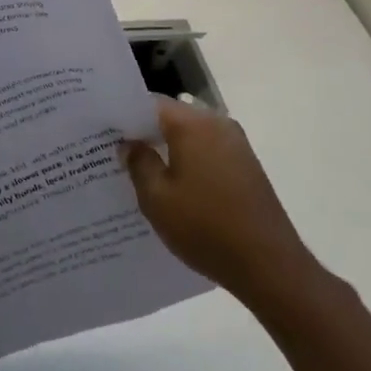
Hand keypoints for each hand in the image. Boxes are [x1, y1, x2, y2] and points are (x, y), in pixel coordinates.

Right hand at [122, 96, 325, 309]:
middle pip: (170, 118)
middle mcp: (217, 124)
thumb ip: (138, 163)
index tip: (101, 131)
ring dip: (165, 151)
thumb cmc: (205, 227)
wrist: (270, 267)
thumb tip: (130, 144)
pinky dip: (186, 164)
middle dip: (143, 134)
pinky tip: (169, 188)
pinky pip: (205, 154)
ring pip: (189, 138)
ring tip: (136, 172)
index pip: (149, 104)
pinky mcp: (246, 168)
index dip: (123, 116)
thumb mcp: (156, 198)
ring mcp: (236, 146)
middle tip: (112, 152)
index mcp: (193, 124)